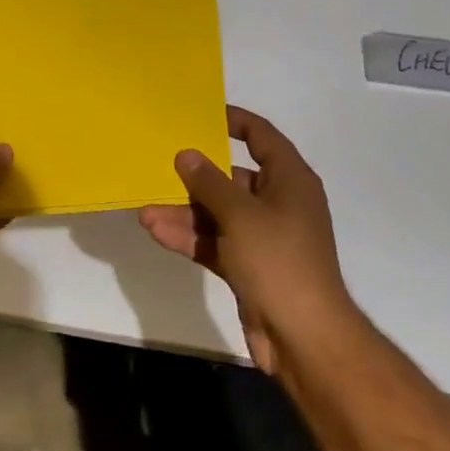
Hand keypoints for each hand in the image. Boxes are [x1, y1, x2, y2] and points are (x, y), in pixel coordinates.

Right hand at [138, 105, 354, 377]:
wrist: (303, 337)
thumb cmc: (279, 261)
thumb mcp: (240, 215)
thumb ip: (210, 183)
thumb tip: (187, 155)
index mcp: (289, 180)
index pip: (262, 137)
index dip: (234, 121)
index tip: (200, 113)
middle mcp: (278, 203)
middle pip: (233, 178)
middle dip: (196, 176)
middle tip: (159, 165)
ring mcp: (263, 237)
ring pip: (218, 214)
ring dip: (185, 212)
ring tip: (146, 210)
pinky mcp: (249, 266)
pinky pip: (215, 242)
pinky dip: (191, 237)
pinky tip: (157, 232)